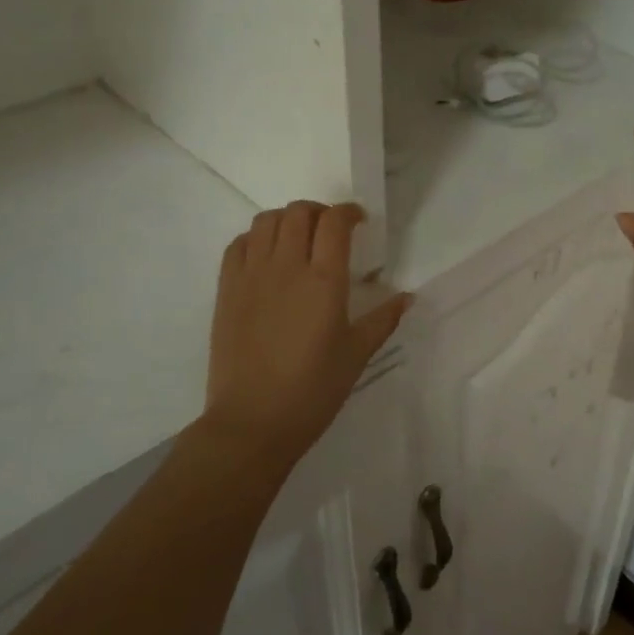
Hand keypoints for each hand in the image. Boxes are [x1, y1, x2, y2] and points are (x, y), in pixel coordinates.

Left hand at [205, 202, 410, 463]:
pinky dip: (256, 238)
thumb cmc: (313, 390)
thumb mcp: (357, 354)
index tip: (359, 221)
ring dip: (287, 220)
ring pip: (267, 221)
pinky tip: (267, 257)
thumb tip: (407, 297)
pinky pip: (239, 244)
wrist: (252, 422)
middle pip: (299, 213)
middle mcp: (287, 267)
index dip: (349, 213)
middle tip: (331, 230)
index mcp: (325, 281)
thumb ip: (382, 320)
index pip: (335, 223)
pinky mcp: (226, 290)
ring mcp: (252, 276)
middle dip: (319, 212)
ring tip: (298, 239)